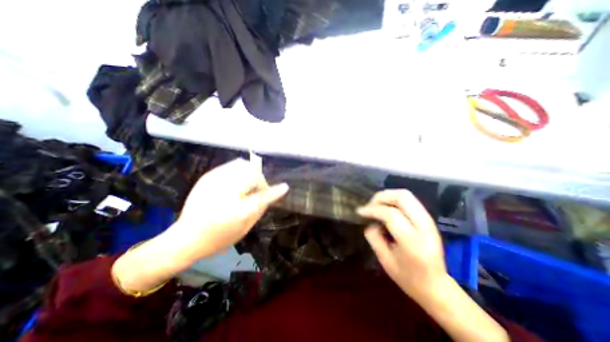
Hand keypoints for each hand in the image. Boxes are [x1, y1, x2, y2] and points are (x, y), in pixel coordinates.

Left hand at [166, 158, 289, 264]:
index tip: (284, 187)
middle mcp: (225, 191)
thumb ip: (260, 208)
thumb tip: (271, 195)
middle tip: (258, 191)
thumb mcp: (245, 228)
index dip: (275, 191)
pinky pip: (231, 165)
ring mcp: (214, 180)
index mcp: (236, 210)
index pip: (262, 196)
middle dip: (259, 180)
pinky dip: (240, 171)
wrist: (185, 238)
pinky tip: (236, 182)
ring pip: (241, 164)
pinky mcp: (208, 176)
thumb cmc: (218, 238)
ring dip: (250, 173)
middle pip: (252, 173)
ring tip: (247, 185)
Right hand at [358, 190, 446, 298]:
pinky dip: (394, 200)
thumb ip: (374, 237)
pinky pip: (409, 200)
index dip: (372, 210)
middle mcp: (424, 227)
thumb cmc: (408, 278)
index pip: (390, 214)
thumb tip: (370, 221)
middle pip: (402, 197)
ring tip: (376, 205)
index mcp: (413, 242)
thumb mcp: (384, 260)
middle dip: (381, 197)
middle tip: (369, 205)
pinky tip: (386, 208)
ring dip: (388, 196)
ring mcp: (429, 221)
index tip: (360, 212)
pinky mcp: (428, 219)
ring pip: (407, 195)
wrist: (436, 287)